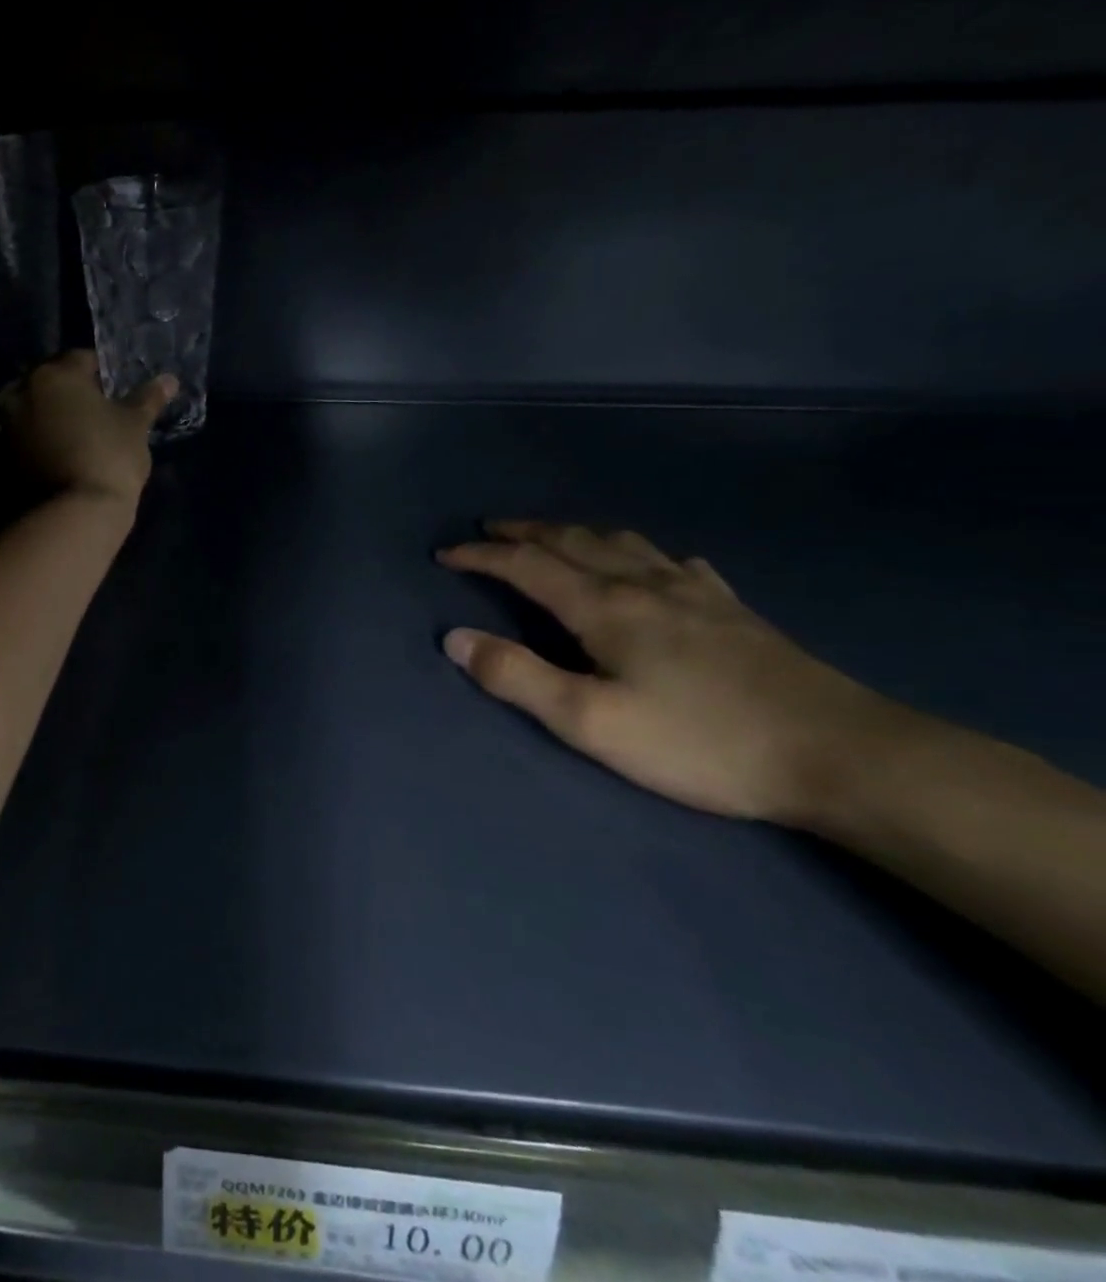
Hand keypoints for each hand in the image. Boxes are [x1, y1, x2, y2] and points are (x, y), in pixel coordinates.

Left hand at [5, 351, 174, 507]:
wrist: (76, 513)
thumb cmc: (110, 456)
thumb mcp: (136, 425)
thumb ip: (148, 398)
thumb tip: (169, 379)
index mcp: (55, 374)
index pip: (82, 360)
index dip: (103, 374)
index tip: (117, 392)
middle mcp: (23, 392)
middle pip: (53, 383)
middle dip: (73, 393)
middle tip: (99, 413)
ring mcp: (9, 425)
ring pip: (38, 410)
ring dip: (55, 417)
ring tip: (81, 436)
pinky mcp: (4, 456)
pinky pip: (28, 437)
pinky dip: (43, 440)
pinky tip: (65, 455)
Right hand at [436, 521, 923, 824]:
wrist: (840, 754)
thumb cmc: (700, 742)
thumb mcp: (591, 722)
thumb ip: (518, 678)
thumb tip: (455, 638)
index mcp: (604, 607)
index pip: (526, 566)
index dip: (481, 556)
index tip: (444, 554)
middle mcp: (643, 584)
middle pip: (571, 541)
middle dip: (522, 532)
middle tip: (488, 530)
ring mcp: (694, 591)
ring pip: (621, 542)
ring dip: (574, 532)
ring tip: (552, 535)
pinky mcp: (732, 609)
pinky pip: (672, 561)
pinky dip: (638, 551)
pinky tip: (649, 563)